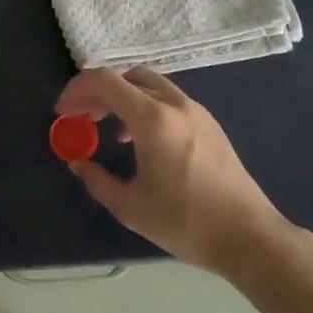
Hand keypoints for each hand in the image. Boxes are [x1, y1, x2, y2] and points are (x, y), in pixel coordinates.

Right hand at [57, 67, 293, 275]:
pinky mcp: (208, 123)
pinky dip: (144, 105)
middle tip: (81, 116)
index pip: (105, 81)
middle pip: (126, 76)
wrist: (249, 236)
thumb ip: (97, 180)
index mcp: (153, 119)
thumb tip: (77, 162)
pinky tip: (139, 139)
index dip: (77, 90)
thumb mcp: (131, 207)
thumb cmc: (186, 222)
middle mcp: (174, 104)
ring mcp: (195, 110)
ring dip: (122, 96)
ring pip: (149, 83)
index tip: (63, 112)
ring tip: (107, 126)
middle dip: (98, 91)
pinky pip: (167, 98)